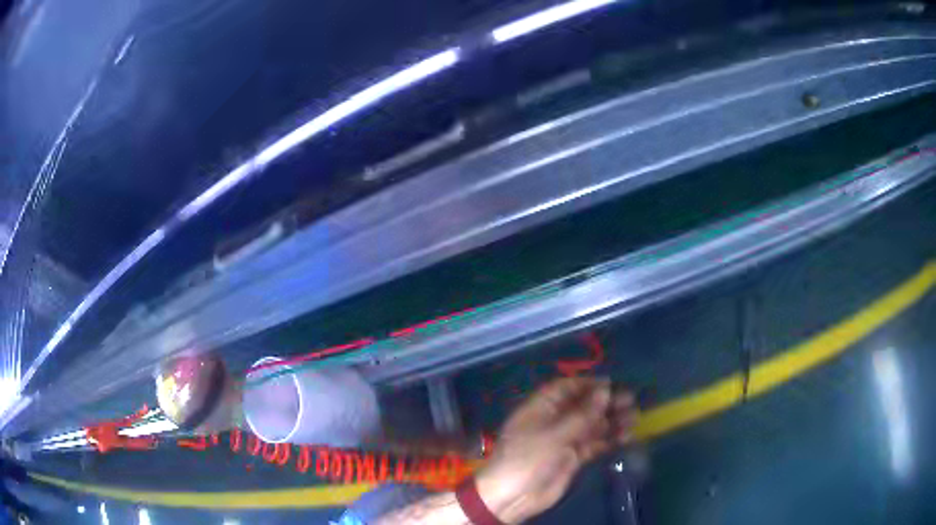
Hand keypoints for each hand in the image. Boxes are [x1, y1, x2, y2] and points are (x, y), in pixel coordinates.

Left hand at [476, 377, 637, 523]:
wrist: (513, 497)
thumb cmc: (528, 459)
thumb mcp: (554, 434)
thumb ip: (582, 414)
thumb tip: (605, 390)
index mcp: (540, 408)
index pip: (566, 388)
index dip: (588, 384)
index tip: (612, 384)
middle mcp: (553, 421)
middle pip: (582, 406)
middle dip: (605, 403)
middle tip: (631, 401)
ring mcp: (563, 440)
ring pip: (591, 425)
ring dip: (611, 421)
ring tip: (634, 418)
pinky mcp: (571, 458)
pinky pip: (593, 444)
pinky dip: (608, 440)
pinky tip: (627, 437)